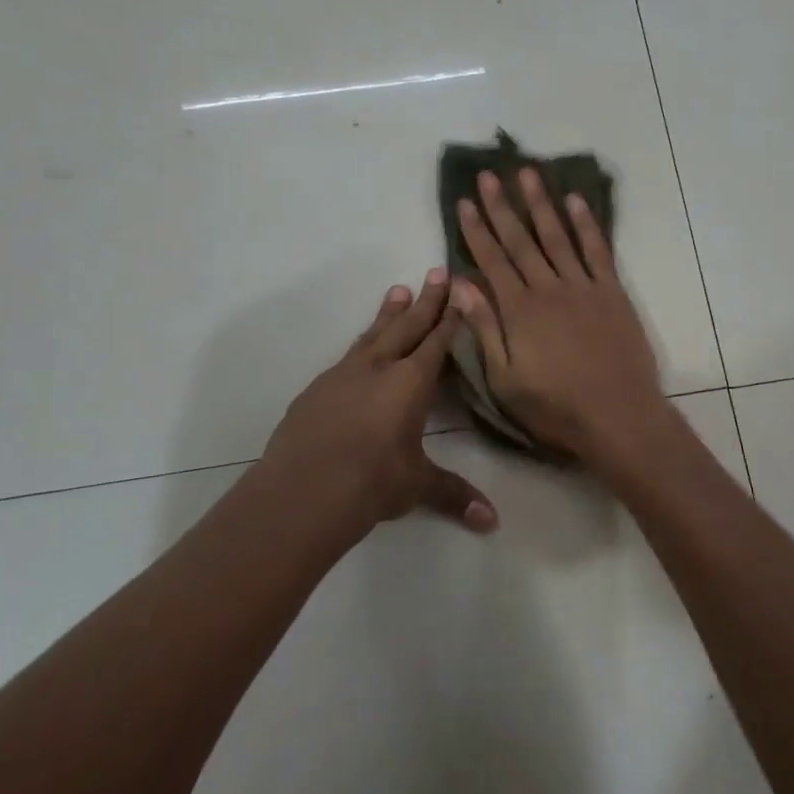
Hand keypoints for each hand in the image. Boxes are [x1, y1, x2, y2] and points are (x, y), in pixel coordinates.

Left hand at [260, 269, 496, 535]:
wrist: (301, 490)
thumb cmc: (371, 482)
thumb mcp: (417, 486)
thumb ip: (454, 495)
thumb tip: (492, 522)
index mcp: (410, 383)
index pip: (436, 343)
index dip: (450, 318)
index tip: (459, 291)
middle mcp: (378, 368)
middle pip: (407, 326)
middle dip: (425, 301)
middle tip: (436, 272)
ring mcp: (342, 375)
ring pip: (372, 335)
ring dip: (388, 314)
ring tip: (397, 290)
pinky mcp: (316, 390)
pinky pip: (346, 358)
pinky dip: (361, 346)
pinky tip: (360, 351)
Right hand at [451, 167, 667, 460]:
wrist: (618, 415)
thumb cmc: (556, 407)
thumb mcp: (505, 379)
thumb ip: (484, 328)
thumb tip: (460, 285)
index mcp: (519, 310)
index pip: (492, 260)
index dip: (476, 230)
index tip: (464, 201)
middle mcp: (549, 288)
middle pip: (521, 240)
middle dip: (502, 206)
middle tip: (489, 175)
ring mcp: (584, 287)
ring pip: (557, 236)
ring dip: (541, 204)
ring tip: (528, 174)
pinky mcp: (612, 293)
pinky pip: (598, 250)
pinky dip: (587, 224)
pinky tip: (576, 201)